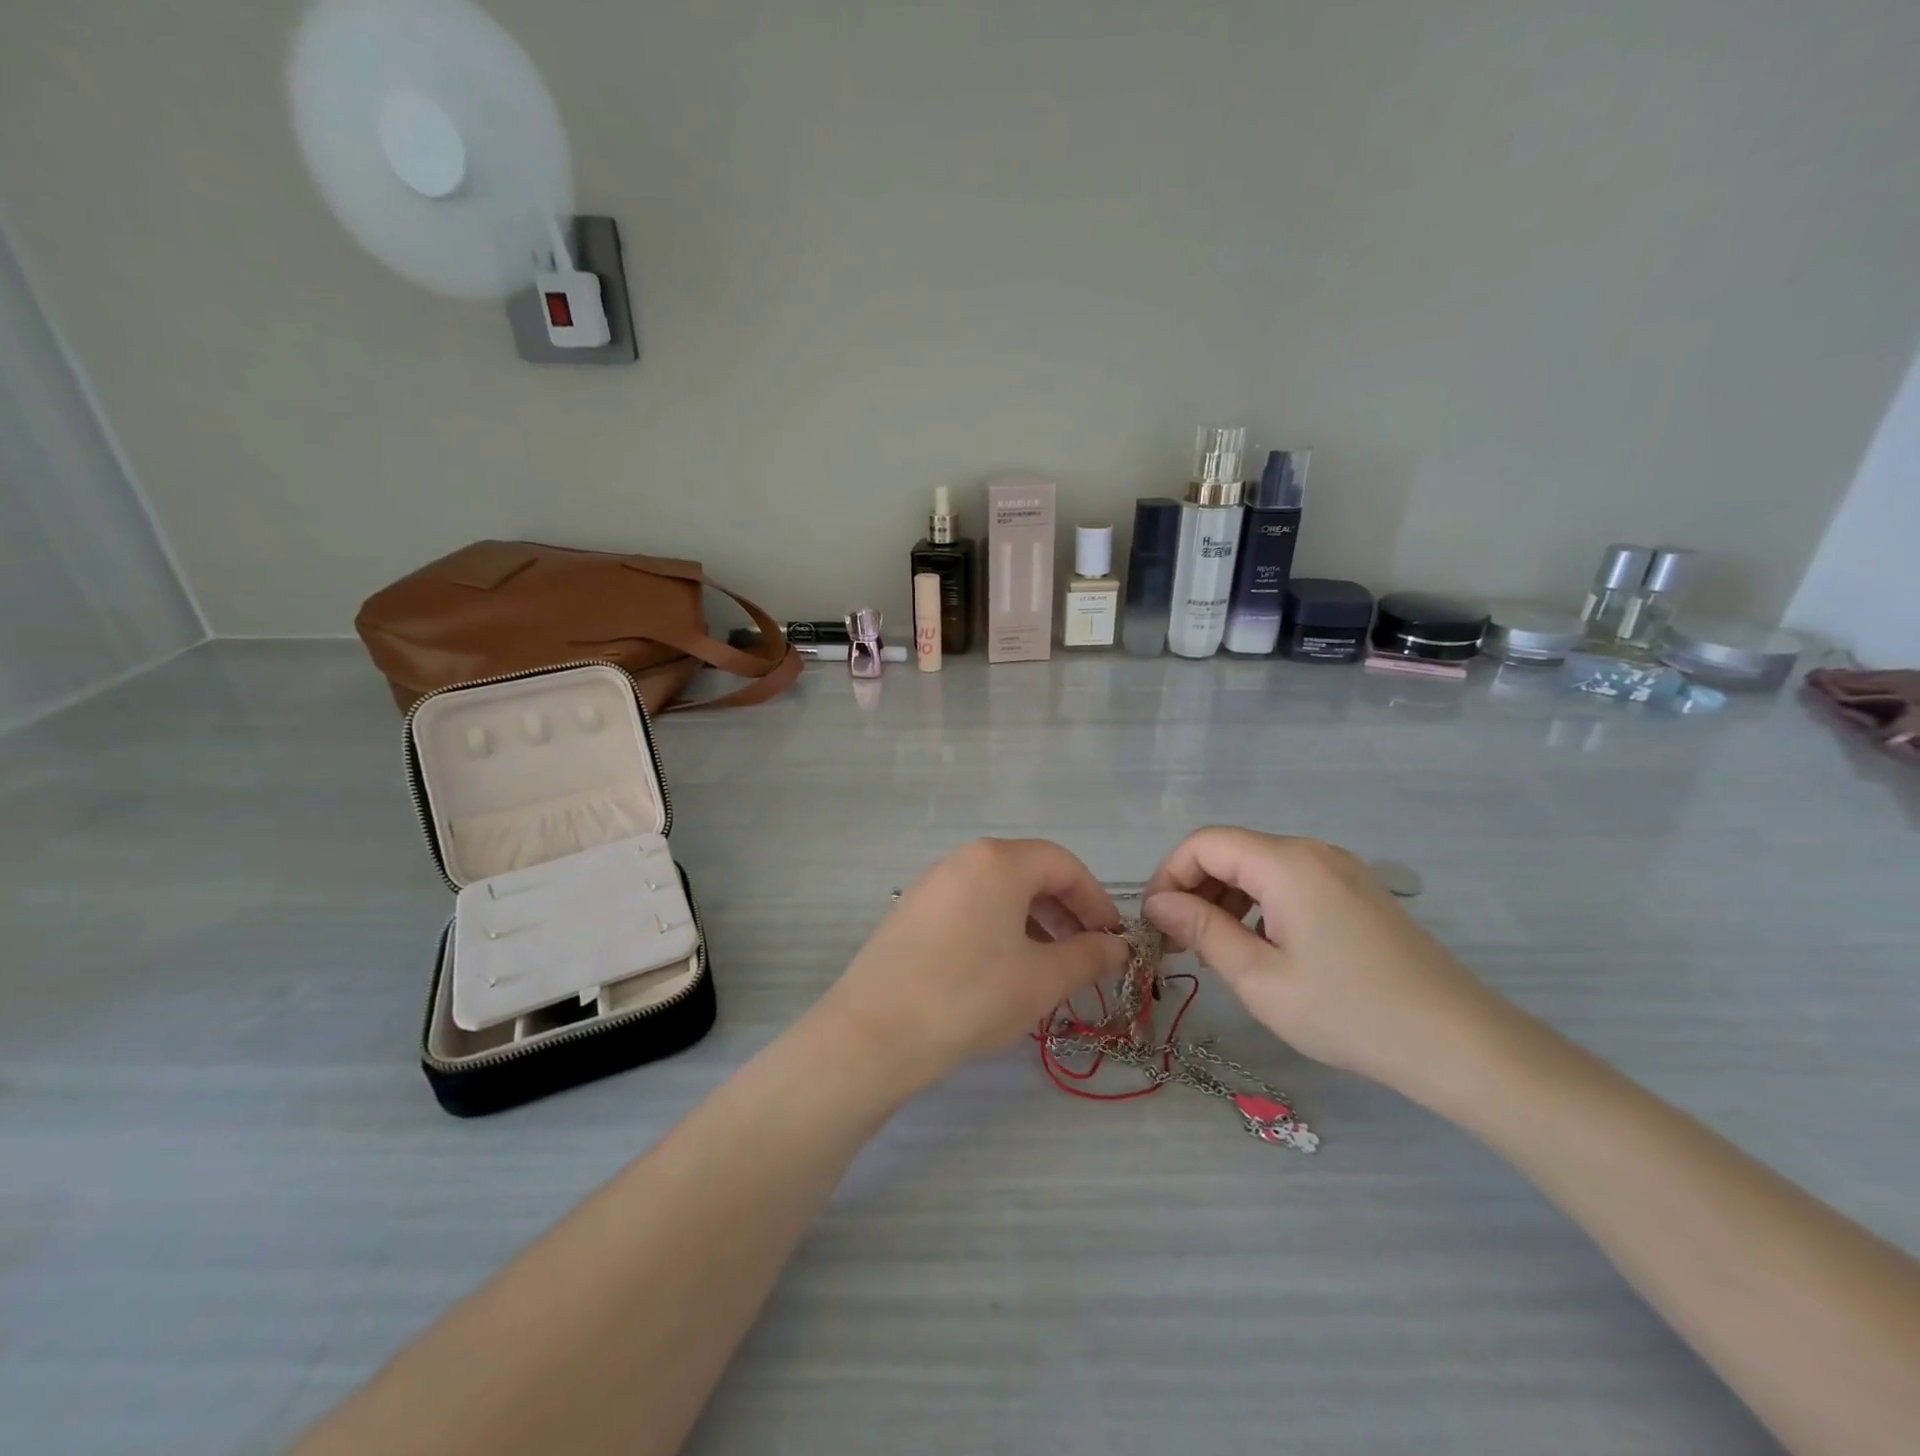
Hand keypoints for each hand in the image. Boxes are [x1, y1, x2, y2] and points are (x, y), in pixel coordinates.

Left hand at [817, 839, 1128, 1094]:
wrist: (875, 1033)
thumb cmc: (971, 996)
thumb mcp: (1041, 979)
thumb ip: (1088, 957)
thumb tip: (1117, 947)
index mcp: (998, 861)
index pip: (1063, 865)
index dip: (1096, 900)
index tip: (1113, 939)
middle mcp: (963, 859)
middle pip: (1029, 872)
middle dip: (1065, 911)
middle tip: (1085, 954)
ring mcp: (932, 883)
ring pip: (998, 891)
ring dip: (1034, 921)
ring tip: (1049, 965)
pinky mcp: (912, 911)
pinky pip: (970, 906)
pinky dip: (999, 927)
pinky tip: (1004, 968)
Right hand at [1143, 827, 1513, 1105]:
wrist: (1459, 1043)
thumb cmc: (1349, 1011)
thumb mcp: (1260, 977)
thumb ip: (1202, 931)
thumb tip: (1159, 904)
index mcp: (1286, 862)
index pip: (1204, 843)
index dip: (1168, 874)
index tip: (1154, 922)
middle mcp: (1313, 852)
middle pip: (1232, 851)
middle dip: (1195, 889)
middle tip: (1179, 943)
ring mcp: (1340, 870)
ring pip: (1260, 867)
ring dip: (1225, 899)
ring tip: (1216, 950)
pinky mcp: (1357, 893)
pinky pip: (1290, 883)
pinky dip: (1259, 905)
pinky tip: (1260, 947)